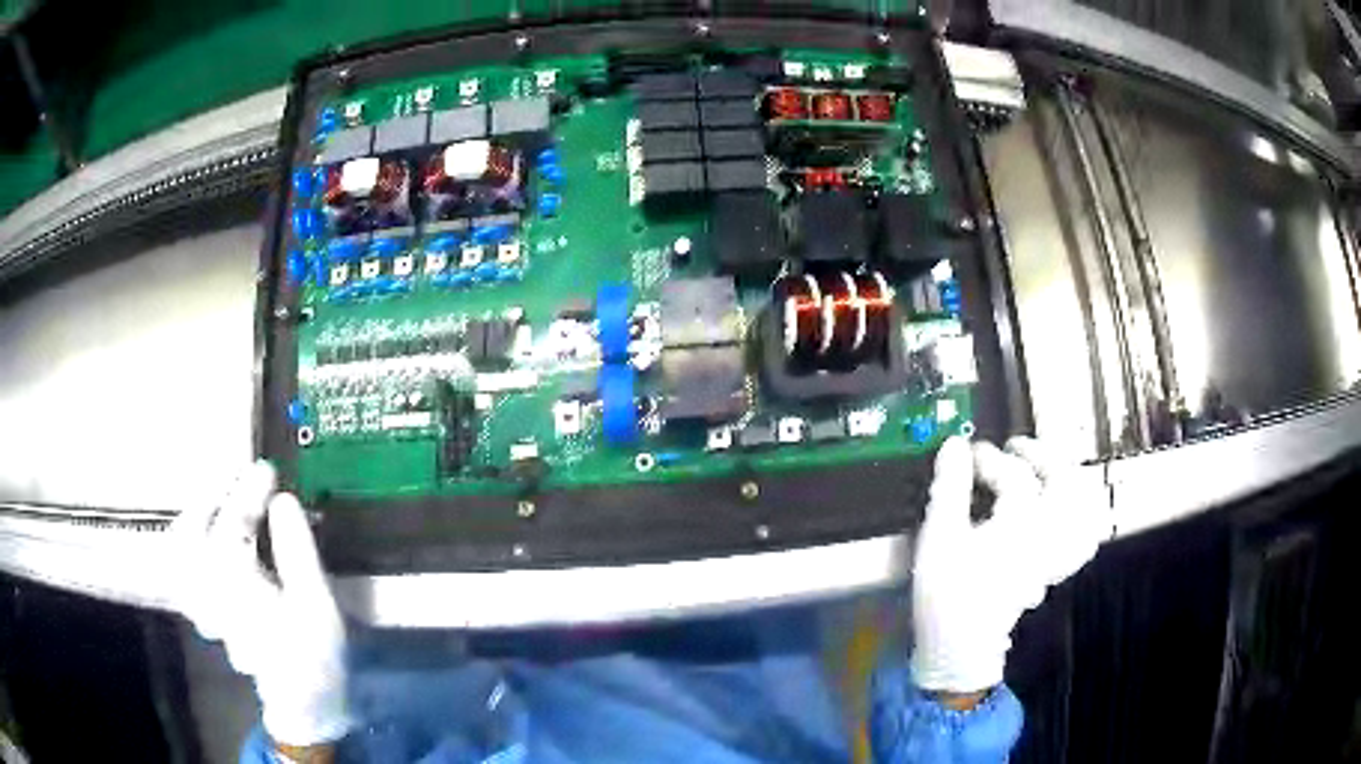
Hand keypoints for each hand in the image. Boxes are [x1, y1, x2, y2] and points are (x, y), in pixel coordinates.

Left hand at [169, 462, 349, 746]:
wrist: (303, 701)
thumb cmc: (314, 654)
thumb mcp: (317, 604)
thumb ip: (297, 551)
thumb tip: (283, 500)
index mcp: (238, 589)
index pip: (232, 527)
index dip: (248, 492)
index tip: (266, 470)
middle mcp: (210, 594)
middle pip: (190, 534)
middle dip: (210, 498)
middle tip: (235, 480)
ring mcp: (202, 604)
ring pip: (178, 551)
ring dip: (194, 518)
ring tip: (217, 500)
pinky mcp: (204, 611)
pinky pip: (180, 569)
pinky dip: (186, 546)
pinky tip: (202, 538)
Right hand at [911, 436, 1111, 693]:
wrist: (960, 648)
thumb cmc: (948, 593)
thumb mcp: (939, 537)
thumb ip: (949, 487)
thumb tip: (955, 445)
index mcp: (1021, 521)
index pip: (1012, 473)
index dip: (988, 457)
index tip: (966, 454)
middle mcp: (1048, 532)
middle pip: (1061, 479)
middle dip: (1039, 455)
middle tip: (1014, 448)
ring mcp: (1055, 553)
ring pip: (1082, 507)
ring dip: (1067, 481)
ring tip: (1045, 472)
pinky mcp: (1054, 571)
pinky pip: (1082, 539)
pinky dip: (1079, 520)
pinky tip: (1065, 515)